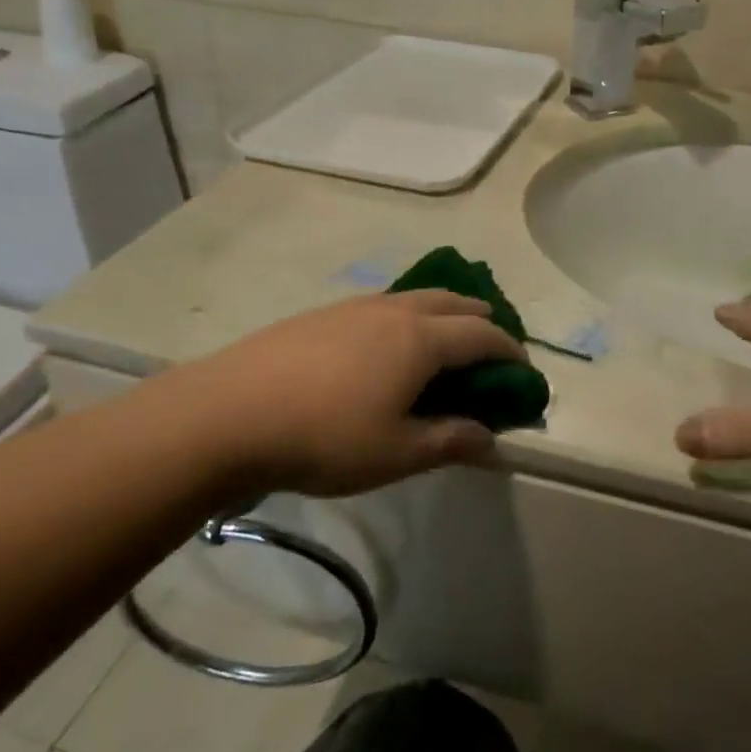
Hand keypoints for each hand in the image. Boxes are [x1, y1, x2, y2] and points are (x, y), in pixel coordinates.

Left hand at [149, 290, 527, 498]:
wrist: (226, 414)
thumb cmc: (324, 437)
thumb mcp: (397, 453)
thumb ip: (451, 441)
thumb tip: (492, 439)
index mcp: (422, 339)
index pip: (484, 334)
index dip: (511, 351)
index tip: (524, 372)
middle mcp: (395, 310)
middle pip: (454, 301)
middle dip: (481, 321)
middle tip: (490, 352)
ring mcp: (355, 307)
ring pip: (416, 298)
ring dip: (443, 316)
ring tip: (442, 346)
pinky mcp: (321, 314)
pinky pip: (383, 306)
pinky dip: (406, 319)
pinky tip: (385, 350)